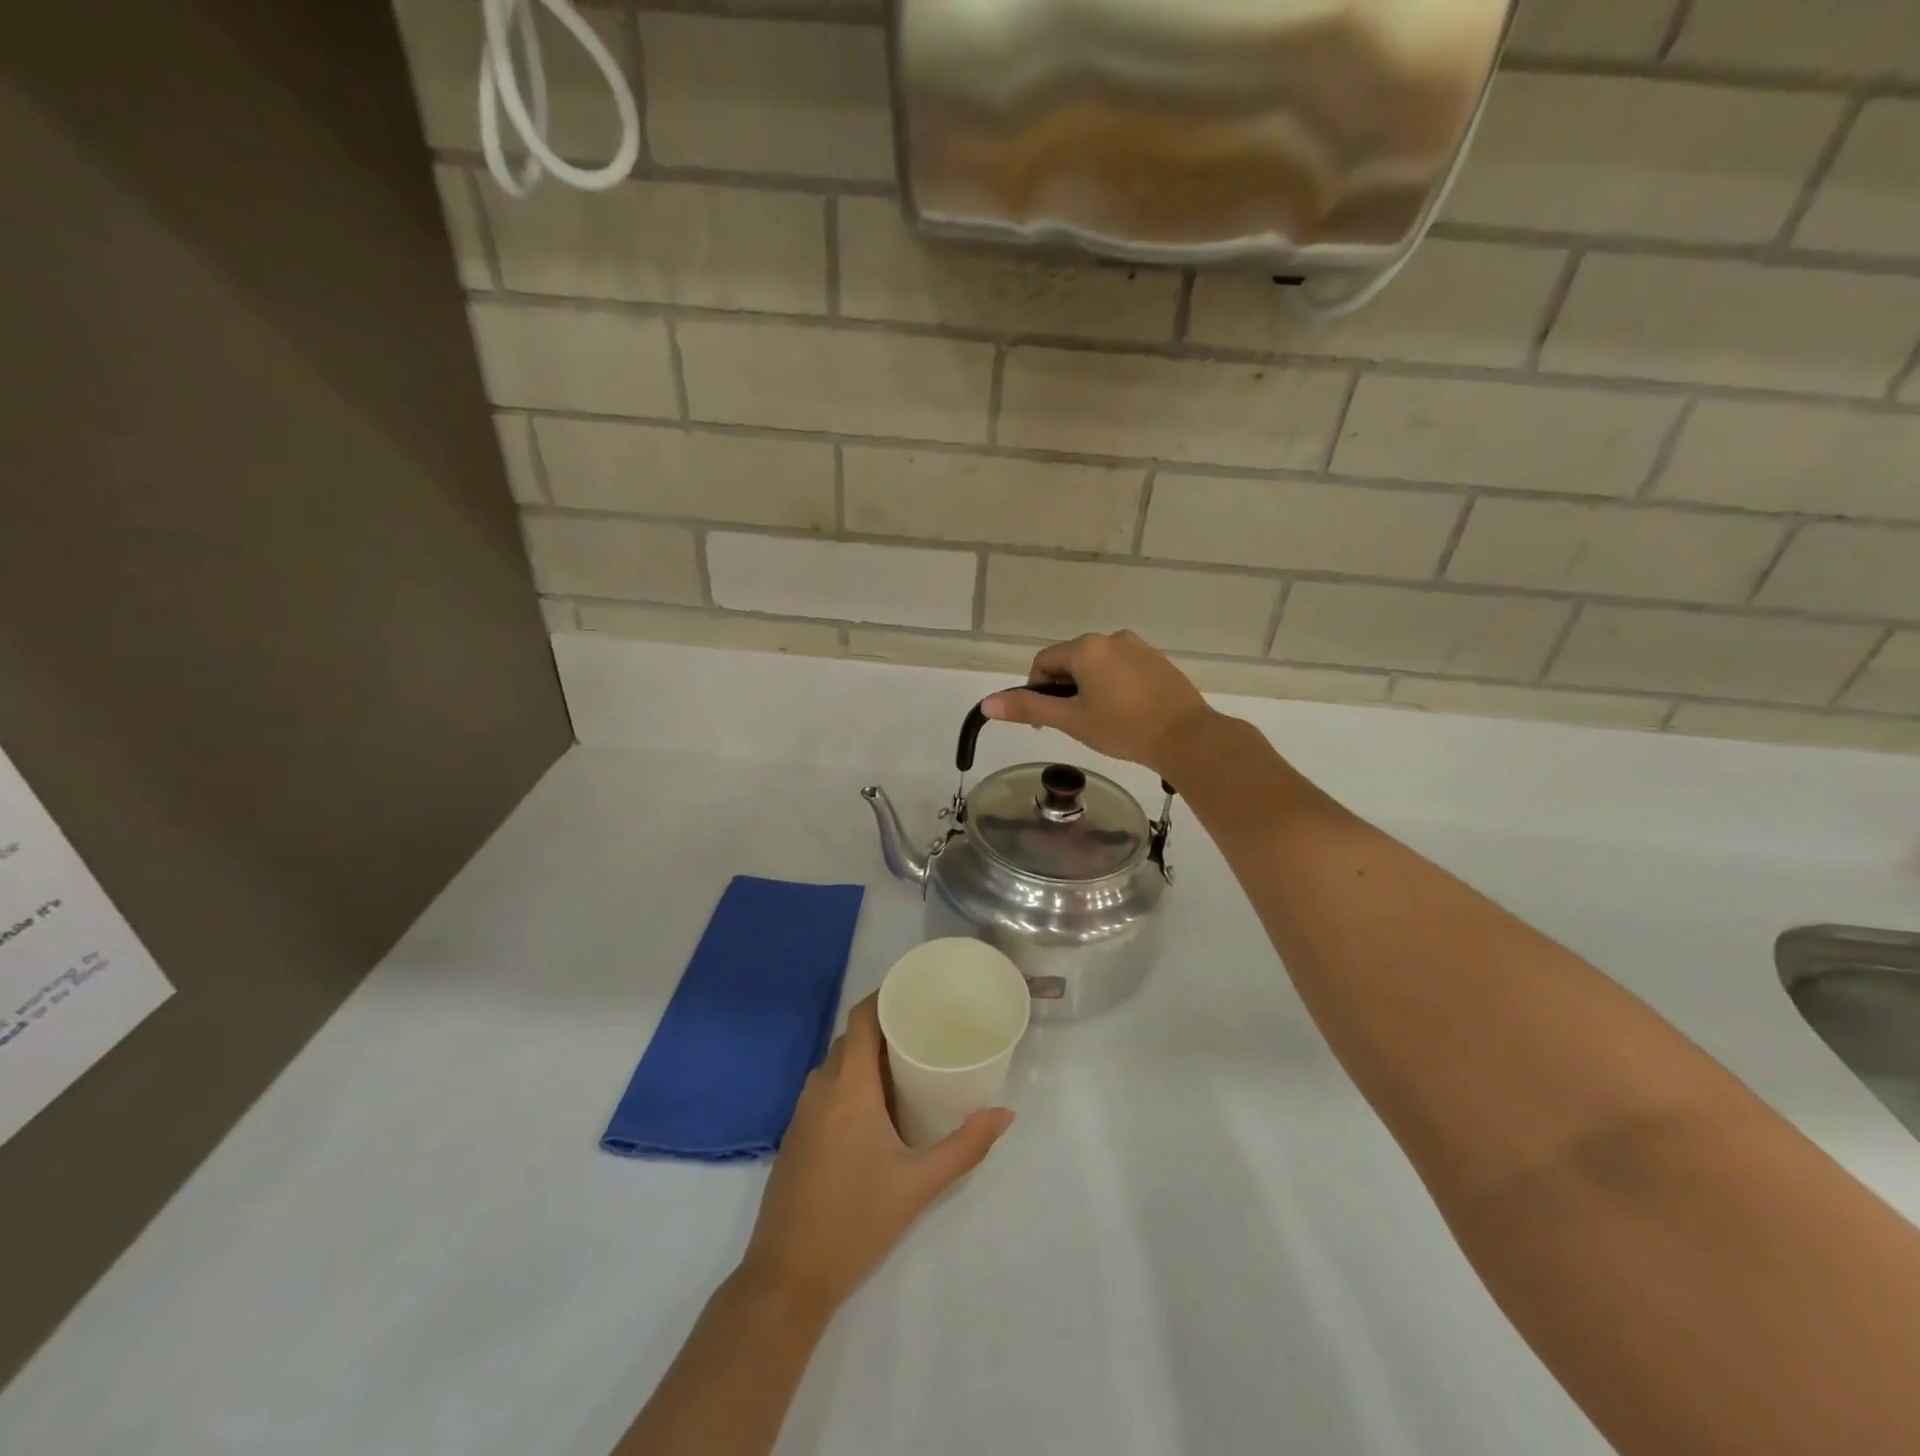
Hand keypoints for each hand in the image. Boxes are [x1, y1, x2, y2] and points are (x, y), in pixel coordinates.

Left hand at [740, 996, 1013, 1313]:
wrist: (786, 1278)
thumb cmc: (855, 1222)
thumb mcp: (919, 1184)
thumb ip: (965, 1146)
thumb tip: (1006, 1113)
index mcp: (847, 1087)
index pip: (861, 1018)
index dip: (885, 996)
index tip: (918, 991)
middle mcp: (821, 1089)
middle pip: (851, 1038)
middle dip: (885, 1027)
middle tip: (926, 1028)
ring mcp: (803, 1112)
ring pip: (837, 1063)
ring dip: (868, 1055)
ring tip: (909, 1061)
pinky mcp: (797, 1135)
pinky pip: (827, 1087)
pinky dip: (852, 1079)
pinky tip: (878, 1103)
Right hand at [982, 631, 1218, 777]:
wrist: (1186, 737)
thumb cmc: (1122, 728)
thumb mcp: (1070, 720)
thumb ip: (1028, 707)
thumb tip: (987, 703)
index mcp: (1086, 647)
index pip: (1043, 663)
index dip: (1036, 691)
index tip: (1046, 722)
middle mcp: (1111, 638)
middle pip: (1071, 662)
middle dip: (1064, 691)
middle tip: (1074, 725)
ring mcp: (1139, 647)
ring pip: (1098, 667)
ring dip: (1089, 689)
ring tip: (1101, 723)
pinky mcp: (1159, 662)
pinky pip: (1123, 670)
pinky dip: (1115, 688)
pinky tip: (1125, 715)